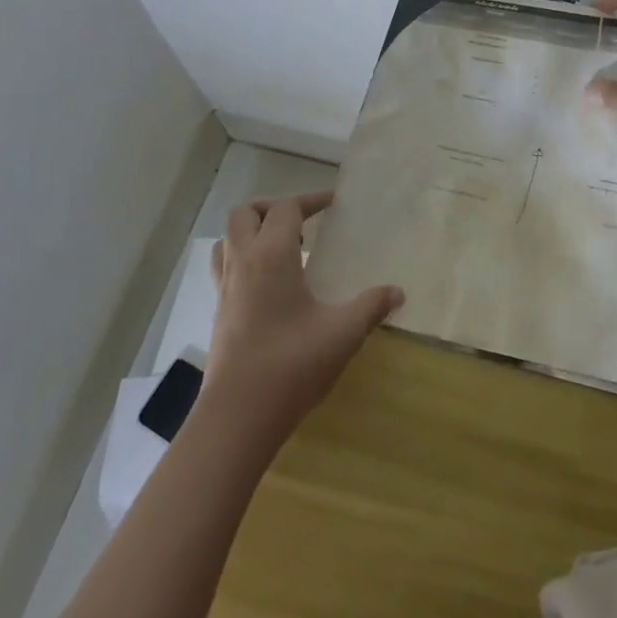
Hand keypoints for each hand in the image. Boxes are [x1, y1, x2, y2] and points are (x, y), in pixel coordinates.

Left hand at [200, 191, 401, 449]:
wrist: (237, 417)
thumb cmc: (292, 364)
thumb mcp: (343, 333)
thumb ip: (371, 306)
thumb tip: (397, 292)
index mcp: (271, 256)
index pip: (286, 208)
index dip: (310, 200)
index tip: (334, 204)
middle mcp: (243, 263)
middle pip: (245, 213)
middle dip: (274, 207)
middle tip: (304, 223)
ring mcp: (225, 288)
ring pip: (228, 239)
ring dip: (253, 231)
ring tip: (284, 248)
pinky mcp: (219, 313)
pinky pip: (225, 267)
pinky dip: (245, 259)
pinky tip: (270, 284)